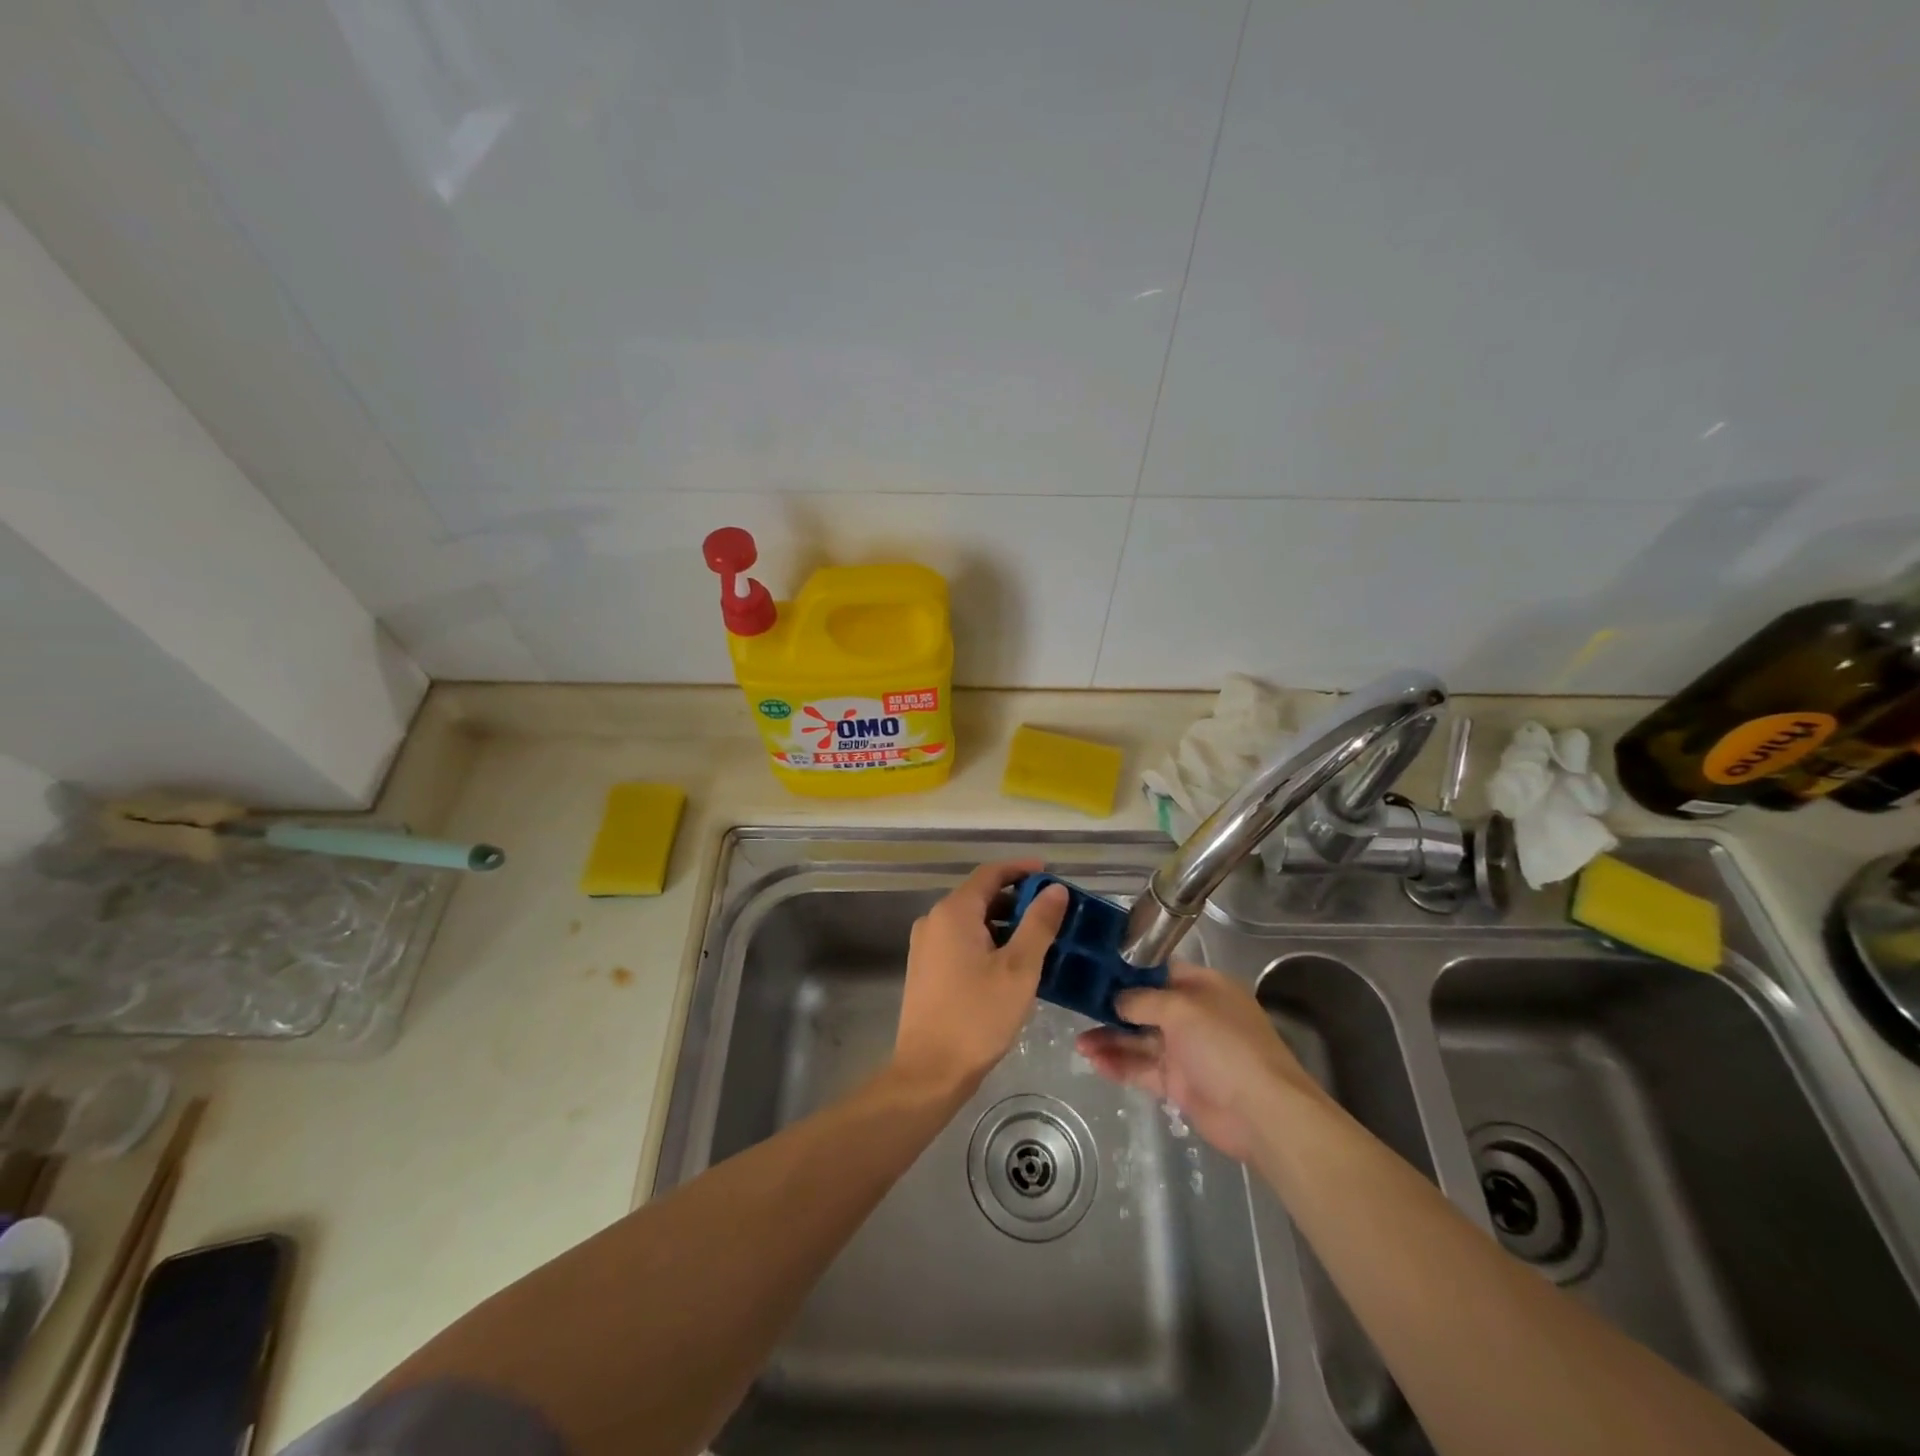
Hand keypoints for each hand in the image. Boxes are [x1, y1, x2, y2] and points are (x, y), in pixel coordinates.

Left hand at [891, 860, 1068, 1100]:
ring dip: (1004, 924)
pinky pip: (961, 942)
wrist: (929, 1071)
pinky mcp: (926, 969)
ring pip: (972, 921)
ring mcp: (926, 946)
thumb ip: (1039, 924)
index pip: (990, 873)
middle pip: (980, 896)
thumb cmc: (978, 1016)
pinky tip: (1012, 965)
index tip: (1050, 873)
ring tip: (1040, 941)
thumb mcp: (1019, 969)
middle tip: (1053, 914)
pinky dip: (988, 943)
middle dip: (1017, 900)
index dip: (1021, 869)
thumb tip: (1054, 889)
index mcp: (954, 912)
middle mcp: (934, 920)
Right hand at [1075, 961, 1325, 1162]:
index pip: (1161, 970)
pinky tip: (1094, 1061)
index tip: (1095, 967)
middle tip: (1077, 1005)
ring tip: (1078, 1042)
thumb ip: (1143, 1000)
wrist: (1261, 1114)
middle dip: (1112, 1007)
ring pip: (1140, 1039)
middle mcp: (1194, 1015)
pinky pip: (1142, 1068)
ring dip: (1110, 1039)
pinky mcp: (1178, 1083)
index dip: (1129, 969)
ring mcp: (1186, 1051)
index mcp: (1204, 987)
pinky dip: (1119, 1064)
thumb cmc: (1225, 1045)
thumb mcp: (1182, 1009)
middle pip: (1145, 1005)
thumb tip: (1115, 999)